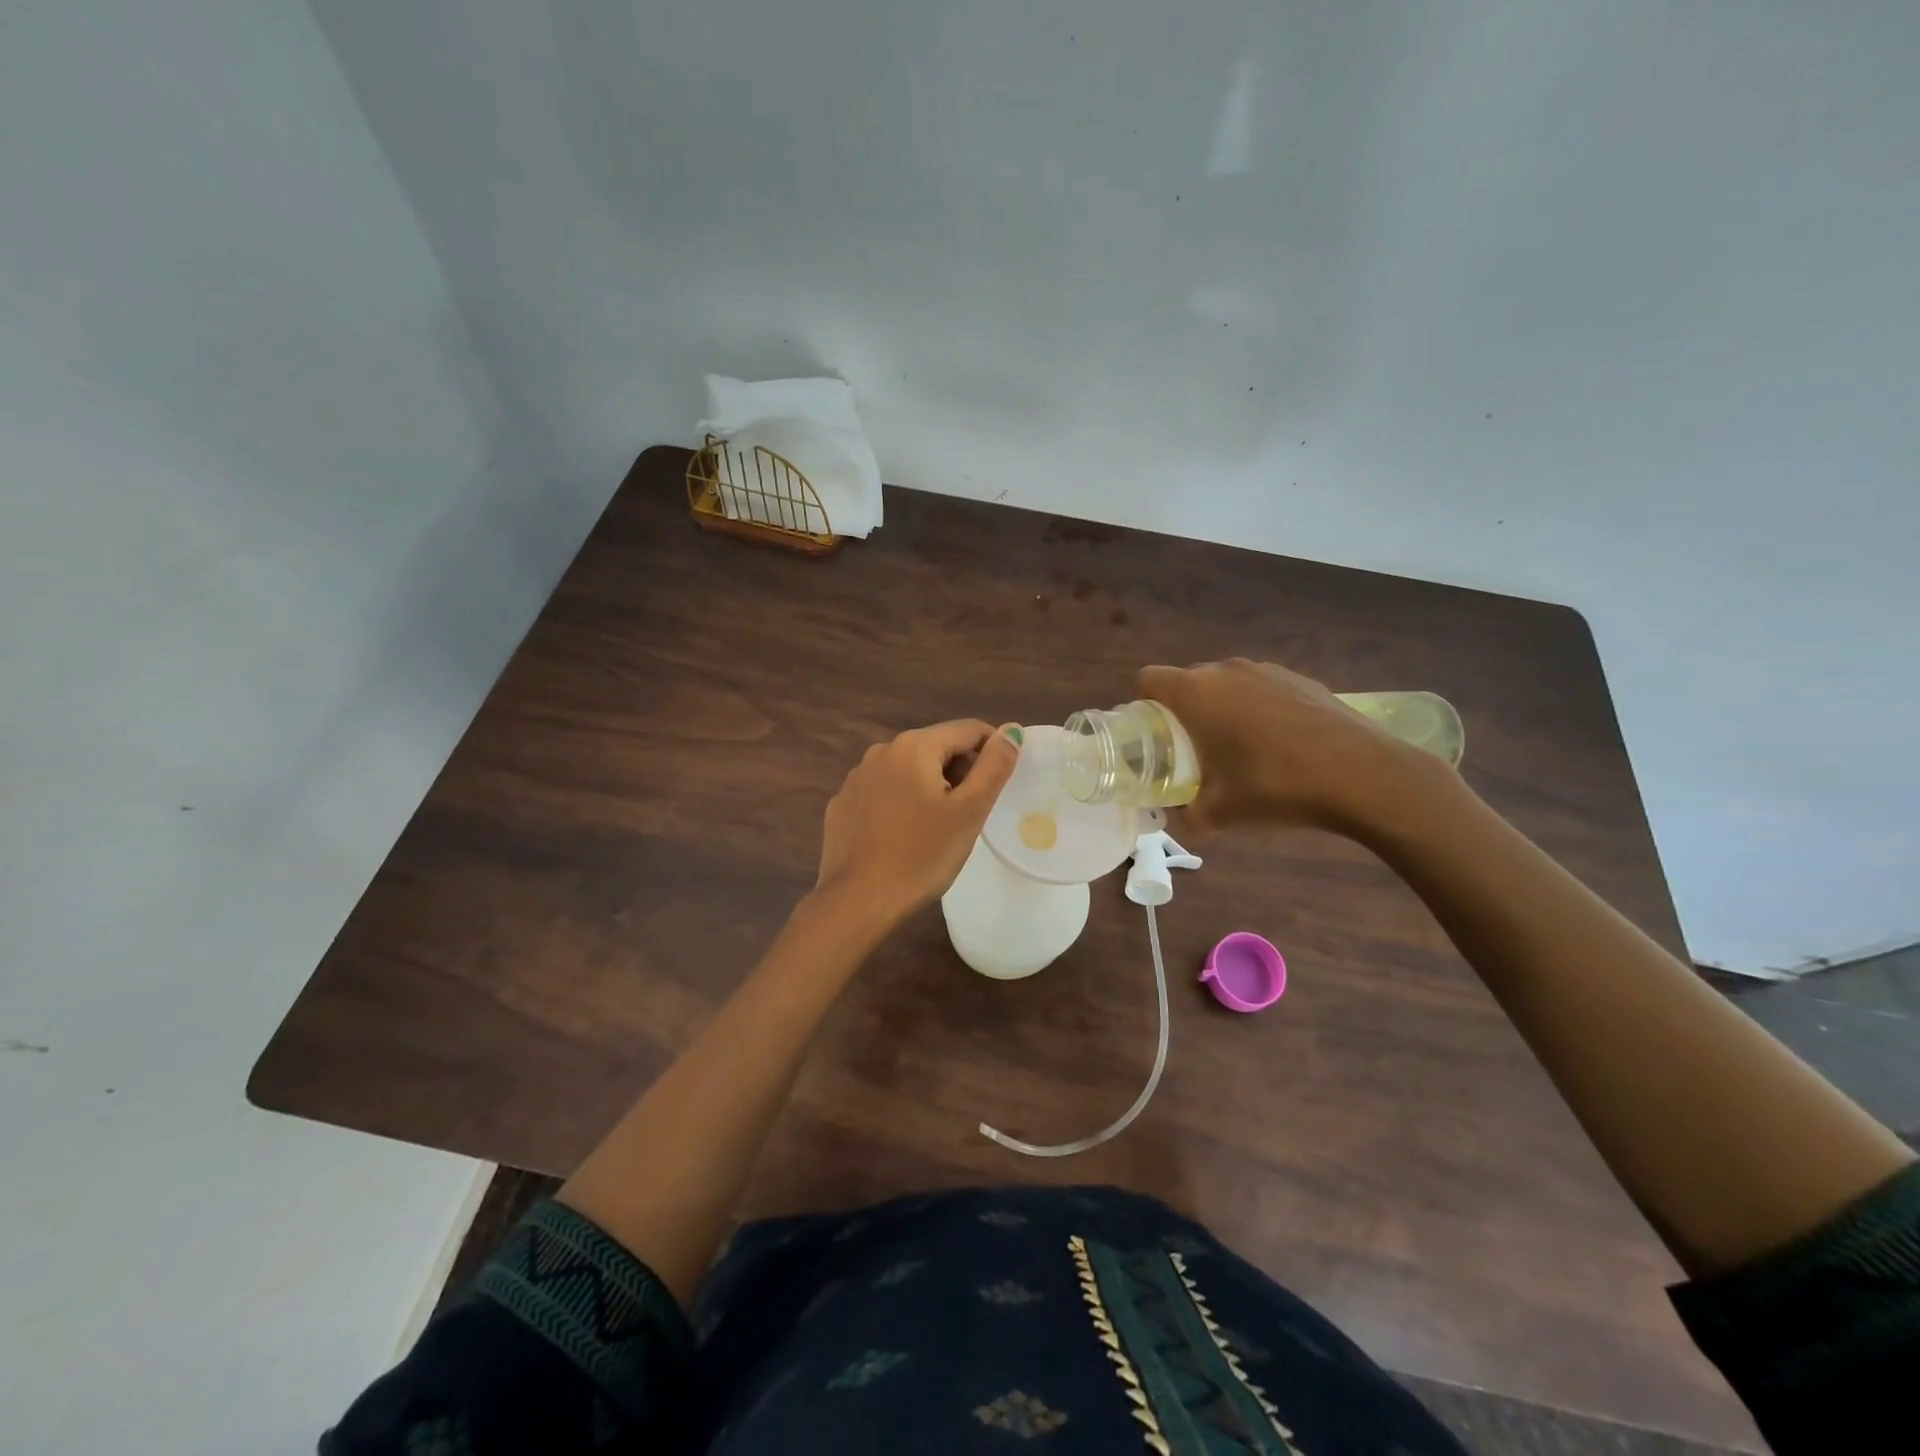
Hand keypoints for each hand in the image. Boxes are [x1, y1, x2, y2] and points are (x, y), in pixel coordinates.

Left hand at [815, 720, 1021, 924]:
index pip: (968, 729)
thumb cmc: (922, 855)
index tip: (1001, 782)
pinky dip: (901, 803)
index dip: (993, 749)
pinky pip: (883, 792)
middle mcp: (881, 751)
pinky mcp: (842, 805)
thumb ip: (994, 765)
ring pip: (908, 770)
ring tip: (940, 826)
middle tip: (973, 812)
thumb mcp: (970, 810)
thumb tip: (1011, 730)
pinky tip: (905, 835)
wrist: (858, 901)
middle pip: (936, 747)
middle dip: (960, 770)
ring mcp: (856, 778)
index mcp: (914, 746)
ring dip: (930, 786)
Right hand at [1138, 659, 1450, 834]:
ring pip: (1227, 684)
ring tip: (1239, 749)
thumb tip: (1180, 820)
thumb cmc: (1275, 786)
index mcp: (1196, 693)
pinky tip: (1280, 745)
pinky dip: (1258, 710)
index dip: (1142, 704)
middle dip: (1183, 711)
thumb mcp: (1220, 813)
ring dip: (1222, 709)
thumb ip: (1189, 816)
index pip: (1148, 678)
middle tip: (1192, 751)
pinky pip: (1262, 689)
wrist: (1363, 775)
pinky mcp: (1302, 679)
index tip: (1153, 735)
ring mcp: (1268, 670)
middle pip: (1188, 681)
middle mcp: (1227, 671)